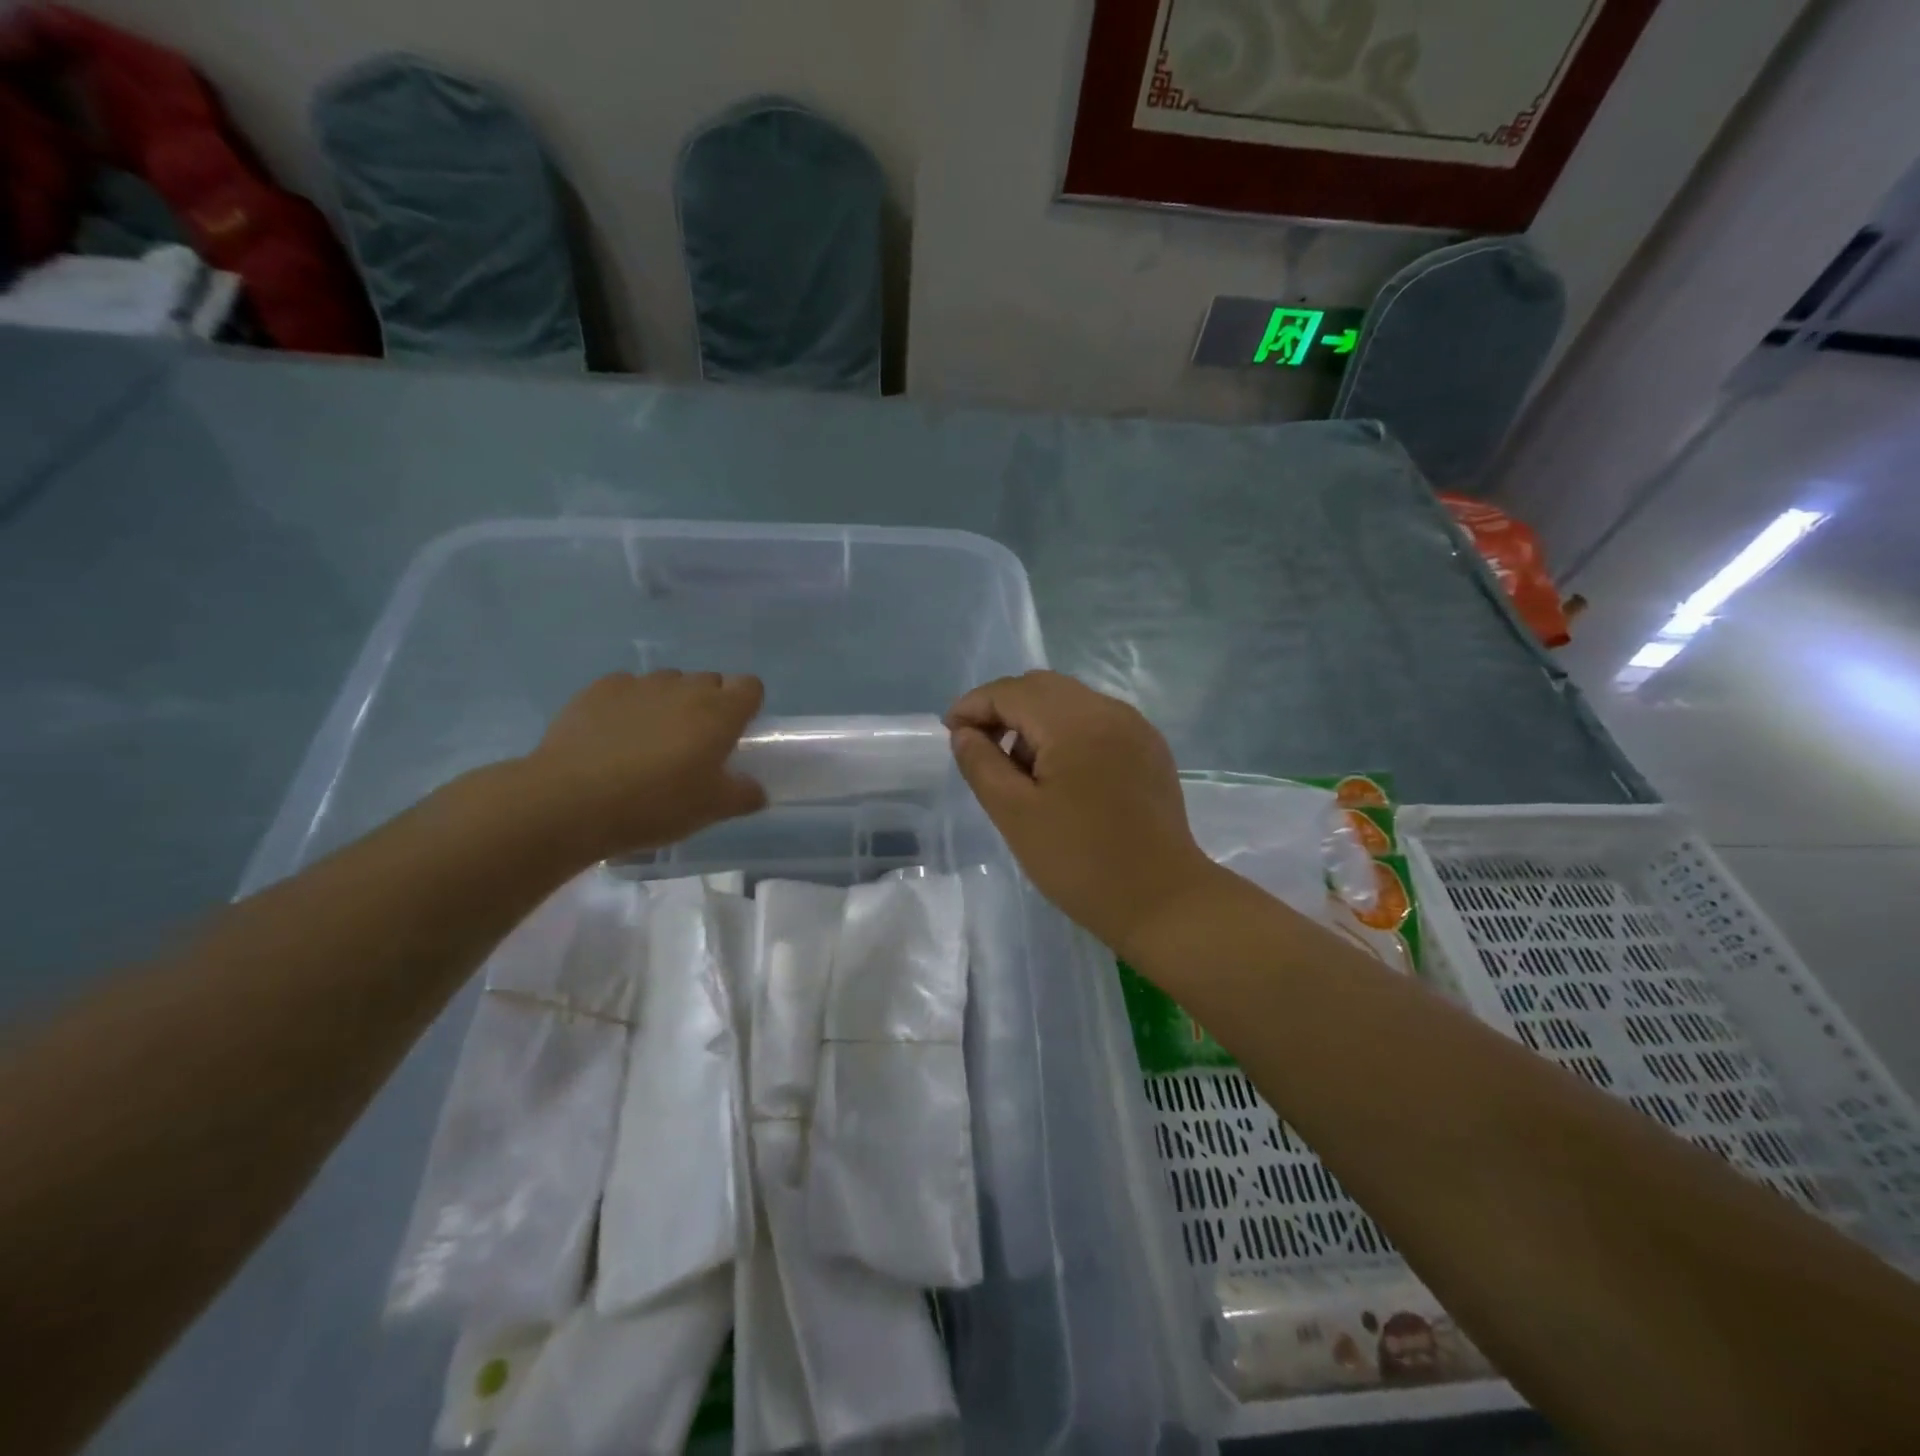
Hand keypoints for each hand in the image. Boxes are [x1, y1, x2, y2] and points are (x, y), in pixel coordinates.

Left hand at [523, 671, 767, 858]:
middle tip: (694, 744)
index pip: (750, 686)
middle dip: (708, 705)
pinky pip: (626, 688)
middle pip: (709, 681)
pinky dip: (629, 704)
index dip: (747, 705)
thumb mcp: (710, 810)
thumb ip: (743, 795)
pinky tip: (614, 736)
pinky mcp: (598, 689)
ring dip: (669, 703)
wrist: (570, 801)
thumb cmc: (655, 804)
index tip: (736, 732)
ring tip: (650, 741)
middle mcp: (683, 688)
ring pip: (667, 683)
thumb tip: (756, 790)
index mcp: (719, 712)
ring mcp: (639, 684)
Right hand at [947, 671, 1219, 954]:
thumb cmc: (1080, 862)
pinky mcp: (1149, 748)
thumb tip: (965, 733)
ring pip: (1070, 701)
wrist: (1162, 901)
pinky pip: (1096, 721)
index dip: (973, 705)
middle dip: (1003, 709)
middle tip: (981, 749)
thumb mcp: (1015, 815)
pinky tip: (1060, 775)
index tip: (951, 734)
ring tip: (1020, 770)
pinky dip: (1066, 733)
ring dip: (1035, 721)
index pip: (1012, 691)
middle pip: (1042, 687)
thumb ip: (982, 764)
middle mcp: (1110, 710)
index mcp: (1076, 722)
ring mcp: (1135, 727)